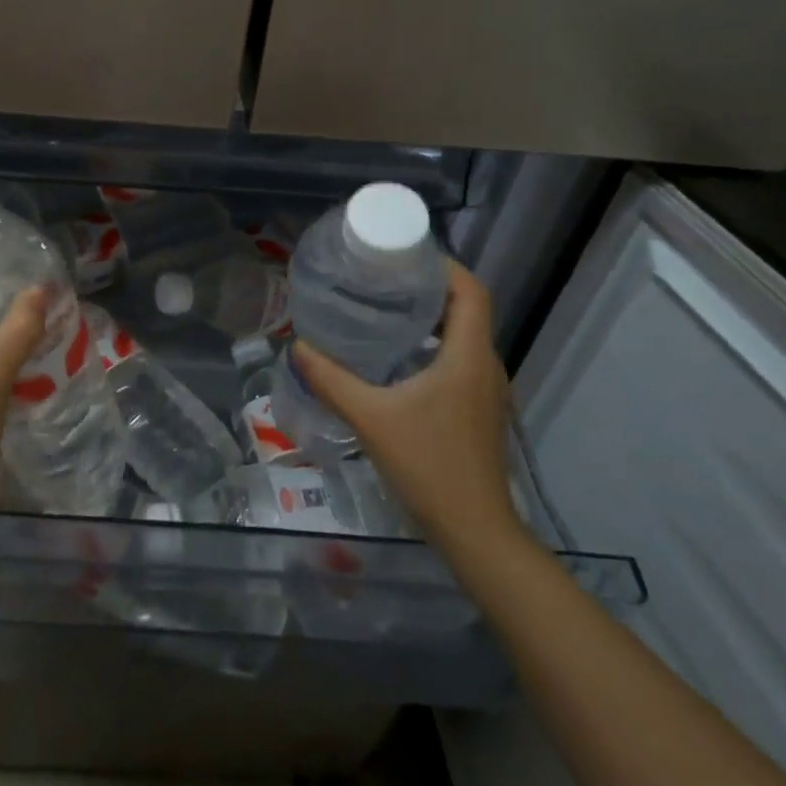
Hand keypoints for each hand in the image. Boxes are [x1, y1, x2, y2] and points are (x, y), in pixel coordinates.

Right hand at [293, 260, 522, 557]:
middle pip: (466, 309)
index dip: (444, 265)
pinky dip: (434, 346)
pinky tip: (397, 361)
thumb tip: (298, 346)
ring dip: (431, 318)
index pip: (471, 290)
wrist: (474, 530)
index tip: (404, 255)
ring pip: (463, 336)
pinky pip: (460, 360)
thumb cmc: (428, 465)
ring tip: (384, 312)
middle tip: (382, 280)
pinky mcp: (480, 409)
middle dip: (428, 288)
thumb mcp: (370, 418)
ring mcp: (487, 390)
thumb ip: (331, 379)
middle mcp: (485, 364)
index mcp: (468, 355)